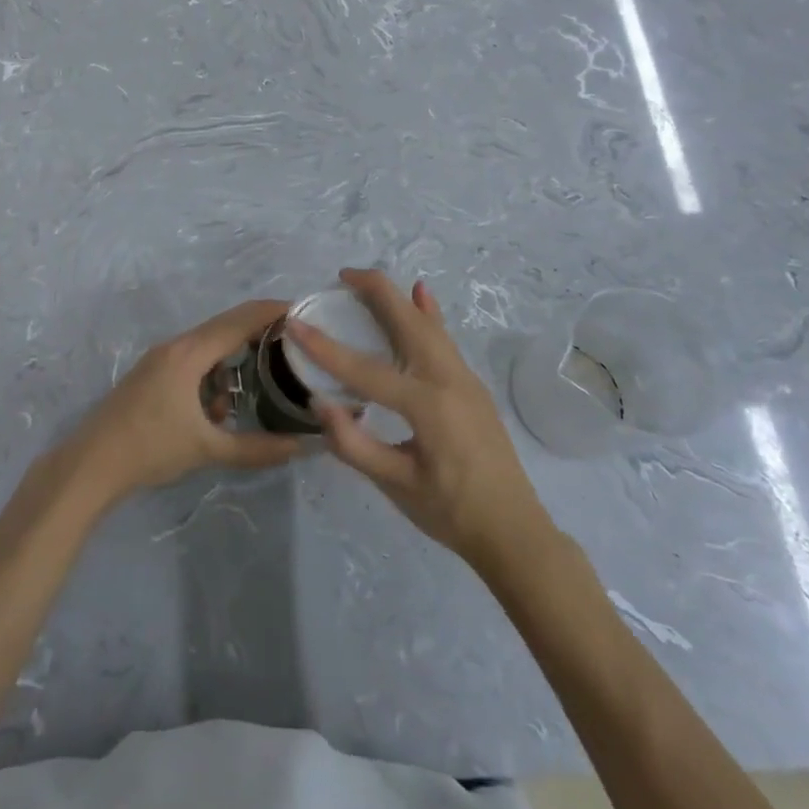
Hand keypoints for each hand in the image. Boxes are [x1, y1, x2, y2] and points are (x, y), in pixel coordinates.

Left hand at [66, 299, 304, 505]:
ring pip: (208, 347)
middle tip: (293, 347)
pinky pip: (192, 362)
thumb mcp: (208, 449)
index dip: (273, 312)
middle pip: (225, 327)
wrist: (91, 464)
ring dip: (232, 365)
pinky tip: (215, 413)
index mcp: (190, 353)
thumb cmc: (150, 449)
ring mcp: (160, 358)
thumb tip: (302, 447)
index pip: (240, 320)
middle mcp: (176, 346)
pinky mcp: (152, 374)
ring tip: (251, 395)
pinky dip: (211, 377)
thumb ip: (257, 448)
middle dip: (259, 334)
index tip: (305, 312)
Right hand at [289, 269, 553, 569]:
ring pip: (426, 323)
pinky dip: (428, 311)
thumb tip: (318, 402)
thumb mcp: (396, 485)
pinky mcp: (470, 384)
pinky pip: (443, 337)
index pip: (364, 369)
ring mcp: (464, 378)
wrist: (514, 532)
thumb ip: (354, 443)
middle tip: (341, 277)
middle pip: (406, 320)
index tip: (294, 323)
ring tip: (364, 283)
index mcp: (426, 405)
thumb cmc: (451, 512)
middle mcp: (447, 379)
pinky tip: (422, 292)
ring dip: (396, 298)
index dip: (324, 347)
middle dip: (374, 291)